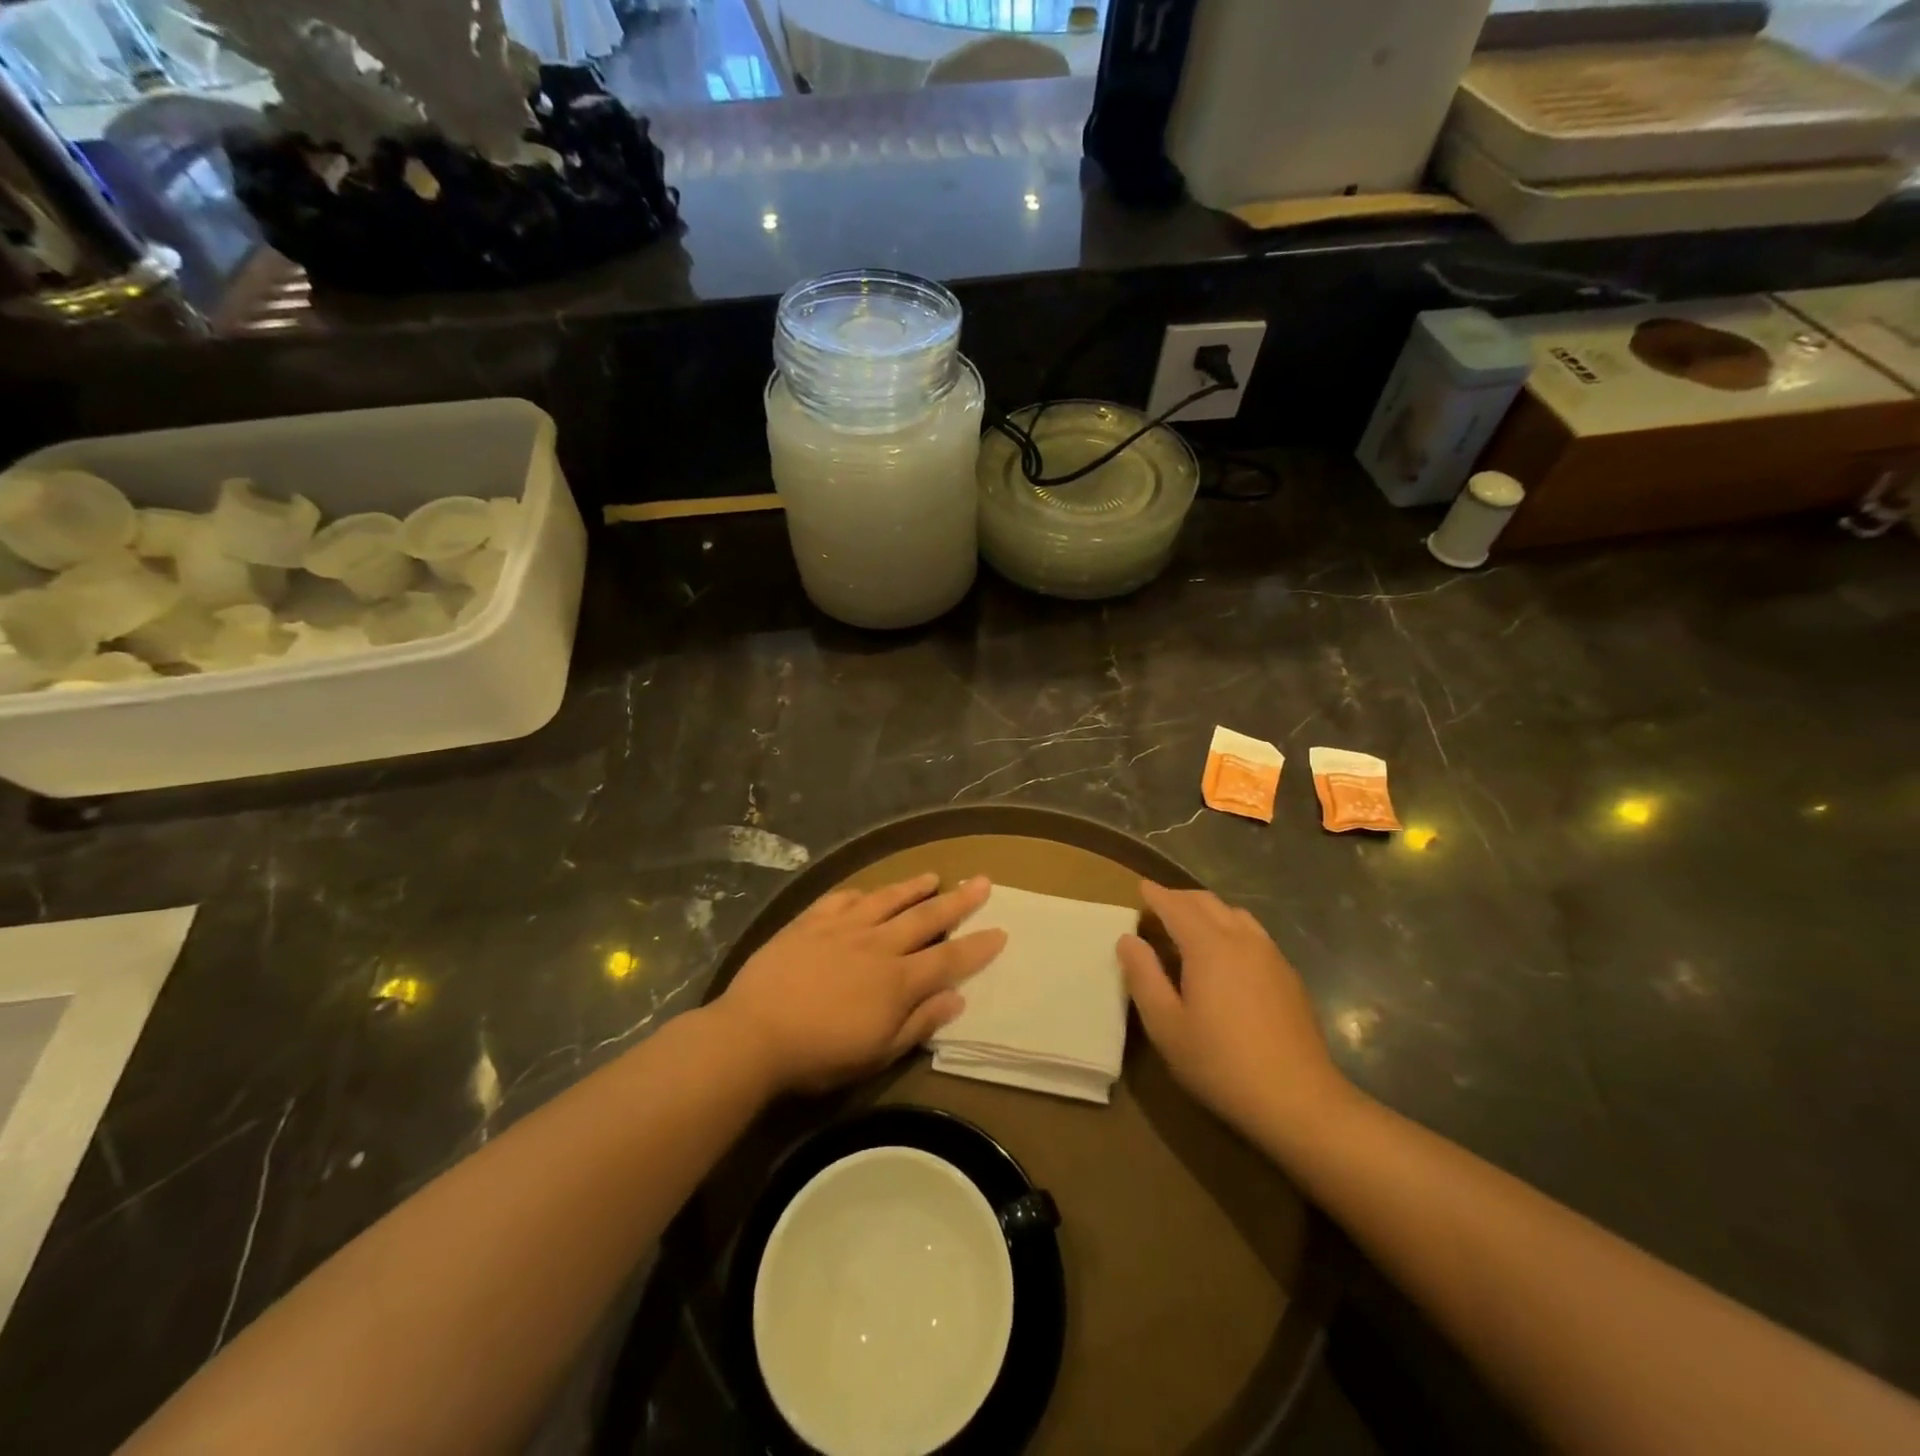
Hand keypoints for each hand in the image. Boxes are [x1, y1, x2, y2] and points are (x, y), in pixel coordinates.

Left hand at [715, 873, 1005, 1094]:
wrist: (755, 1032)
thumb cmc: (820, 1053)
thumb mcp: (877, 1052)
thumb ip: (919, 1022)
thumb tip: (956, 998)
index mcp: (898, 980)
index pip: (949, 959)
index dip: (977, 946)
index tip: (1000, 931)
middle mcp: (878, 944)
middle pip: (926, 917)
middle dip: (958, 901)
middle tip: (982, 882)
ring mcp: (844, 927)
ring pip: (888, 899)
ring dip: (913, 887)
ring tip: (933, 876)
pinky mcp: (812, 920)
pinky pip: (843, 898)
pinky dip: (862, 892)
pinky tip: (869, 890)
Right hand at [1118, 881, 1353, 1145]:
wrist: (1298, 1099)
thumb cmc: (1221, 1063)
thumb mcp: (1166, 1025)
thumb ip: (1143, 977)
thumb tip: (1128, 940)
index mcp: (1208, 946)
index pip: (1176, 906)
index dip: (1156, 895)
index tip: (1140, 886)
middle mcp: (1242, 939)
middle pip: (1207, 902)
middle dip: (1180, 898)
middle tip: (1158, 906)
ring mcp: (1270, 955)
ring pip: (1235, 914)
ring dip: (1208, 910)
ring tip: (1190, 926)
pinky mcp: (1288, 975)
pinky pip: (1253, 934)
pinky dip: (1231, 928)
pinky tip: (1226, 955)